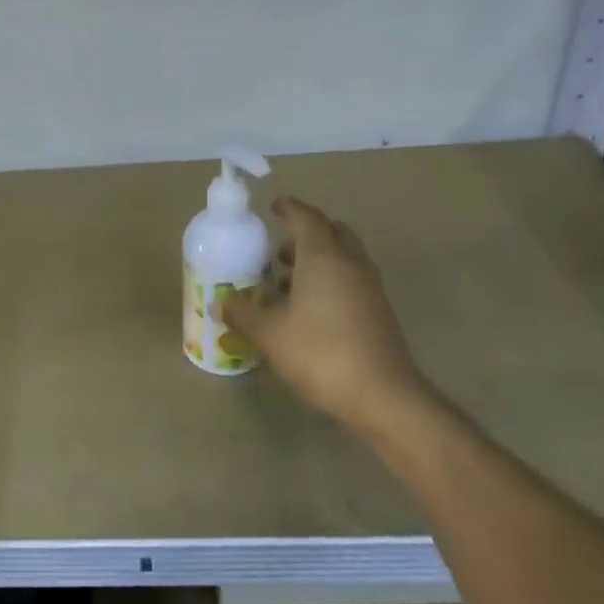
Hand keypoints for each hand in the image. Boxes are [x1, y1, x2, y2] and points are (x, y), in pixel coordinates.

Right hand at [222, 198, 438, 437]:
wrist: (383, 396)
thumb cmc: (320, 353)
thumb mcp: (270, 334)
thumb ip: (243, 315)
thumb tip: (220, 305)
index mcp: (323, 257)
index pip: (307, 218)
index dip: (289, 208)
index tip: (273, 206)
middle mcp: (350, 263)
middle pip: (332, 232)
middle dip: (307, 234)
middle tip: (279, 250)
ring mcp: (370, 288)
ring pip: (344, 257)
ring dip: (318, 260)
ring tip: (288, 282)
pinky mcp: (379, 312)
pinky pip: (352, 280)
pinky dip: (331, 281)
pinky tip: (309, 309)